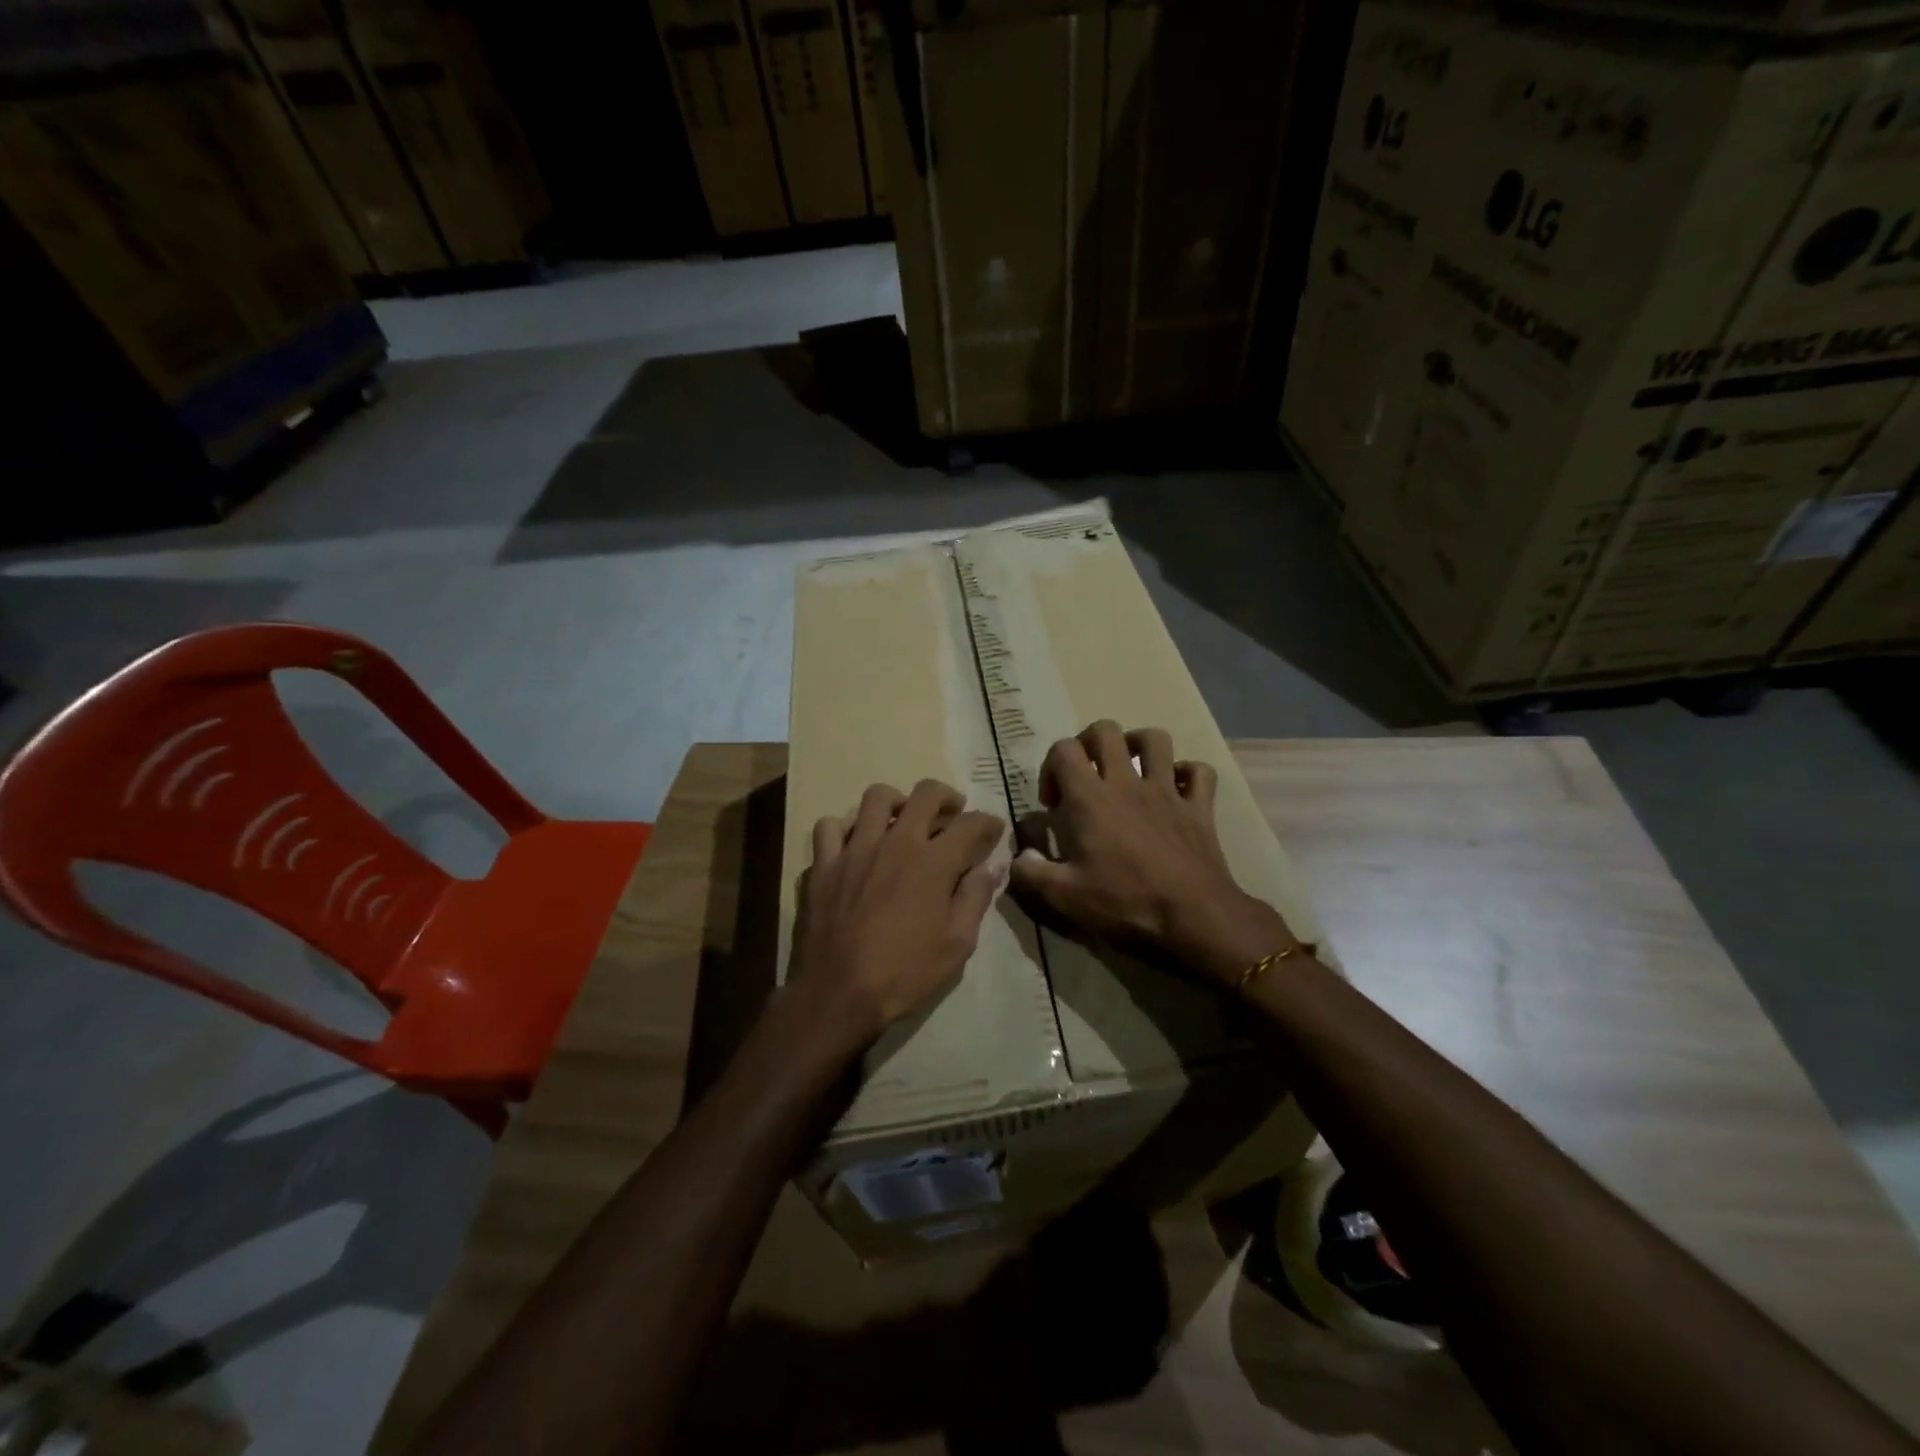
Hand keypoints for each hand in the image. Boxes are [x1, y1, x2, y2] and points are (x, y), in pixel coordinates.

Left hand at [791, 778, 1005, 1048]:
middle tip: (952, 814)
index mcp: (933, 861)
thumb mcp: (957, 944)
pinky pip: (830, 826)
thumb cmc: (905, 973)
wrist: (838, 994)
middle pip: (926, 793)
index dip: (988, 823)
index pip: (970, 824)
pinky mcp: (824, 863)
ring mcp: (855, 848)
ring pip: (876, 797)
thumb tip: (991, 867)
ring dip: (896, 802)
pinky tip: (855, 842)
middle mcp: (896, 842)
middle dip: (947, 798)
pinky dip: (845, 827)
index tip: (993, 830)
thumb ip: (975, 898)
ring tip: (902, 821)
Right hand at [1008, 721, 1294, 984]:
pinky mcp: (1200, 807)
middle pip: (1106, 730)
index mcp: (1090, 798)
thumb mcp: (1063, 897)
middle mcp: (1127, 783)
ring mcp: (1168, 790)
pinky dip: (1187, 774)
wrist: (1193, 917)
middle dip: (1089, 743)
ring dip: (1138, 746)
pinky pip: (1199, 771)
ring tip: (1129, 770)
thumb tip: (1018, 856)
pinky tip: (1176, 791)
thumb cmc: (1123, 903)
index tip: (1053, 803)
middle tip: (1085, 775)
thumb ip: (1030, 873)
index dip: (1051, 767)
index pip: (1064, 749)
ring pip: (1155, 739)